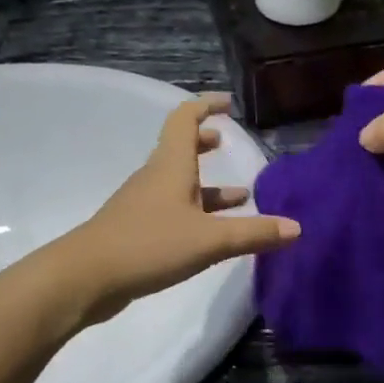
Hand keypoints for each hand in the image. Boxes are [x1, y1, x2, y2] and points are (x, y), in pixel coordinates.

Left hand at [72, 95, 297, 323]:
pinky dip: (197, 212)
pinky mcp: (138, 230)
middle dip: (205, 143)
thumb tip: (297, 228)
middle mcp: (156, 178)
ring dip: (207, 185)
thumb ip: (254, 233)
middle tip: (227, 142)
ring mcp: (144, 204)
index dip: (205, 106)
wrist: (86, 277)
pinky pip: (174, 210)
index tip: (228, 105)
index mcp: (171, 166)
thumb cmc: (149, 245)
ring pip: (179, 184)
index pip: (185, 119)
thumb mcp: (209, 240)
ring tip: (240, 196)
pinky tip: (214, 234)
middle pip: (180, 149)